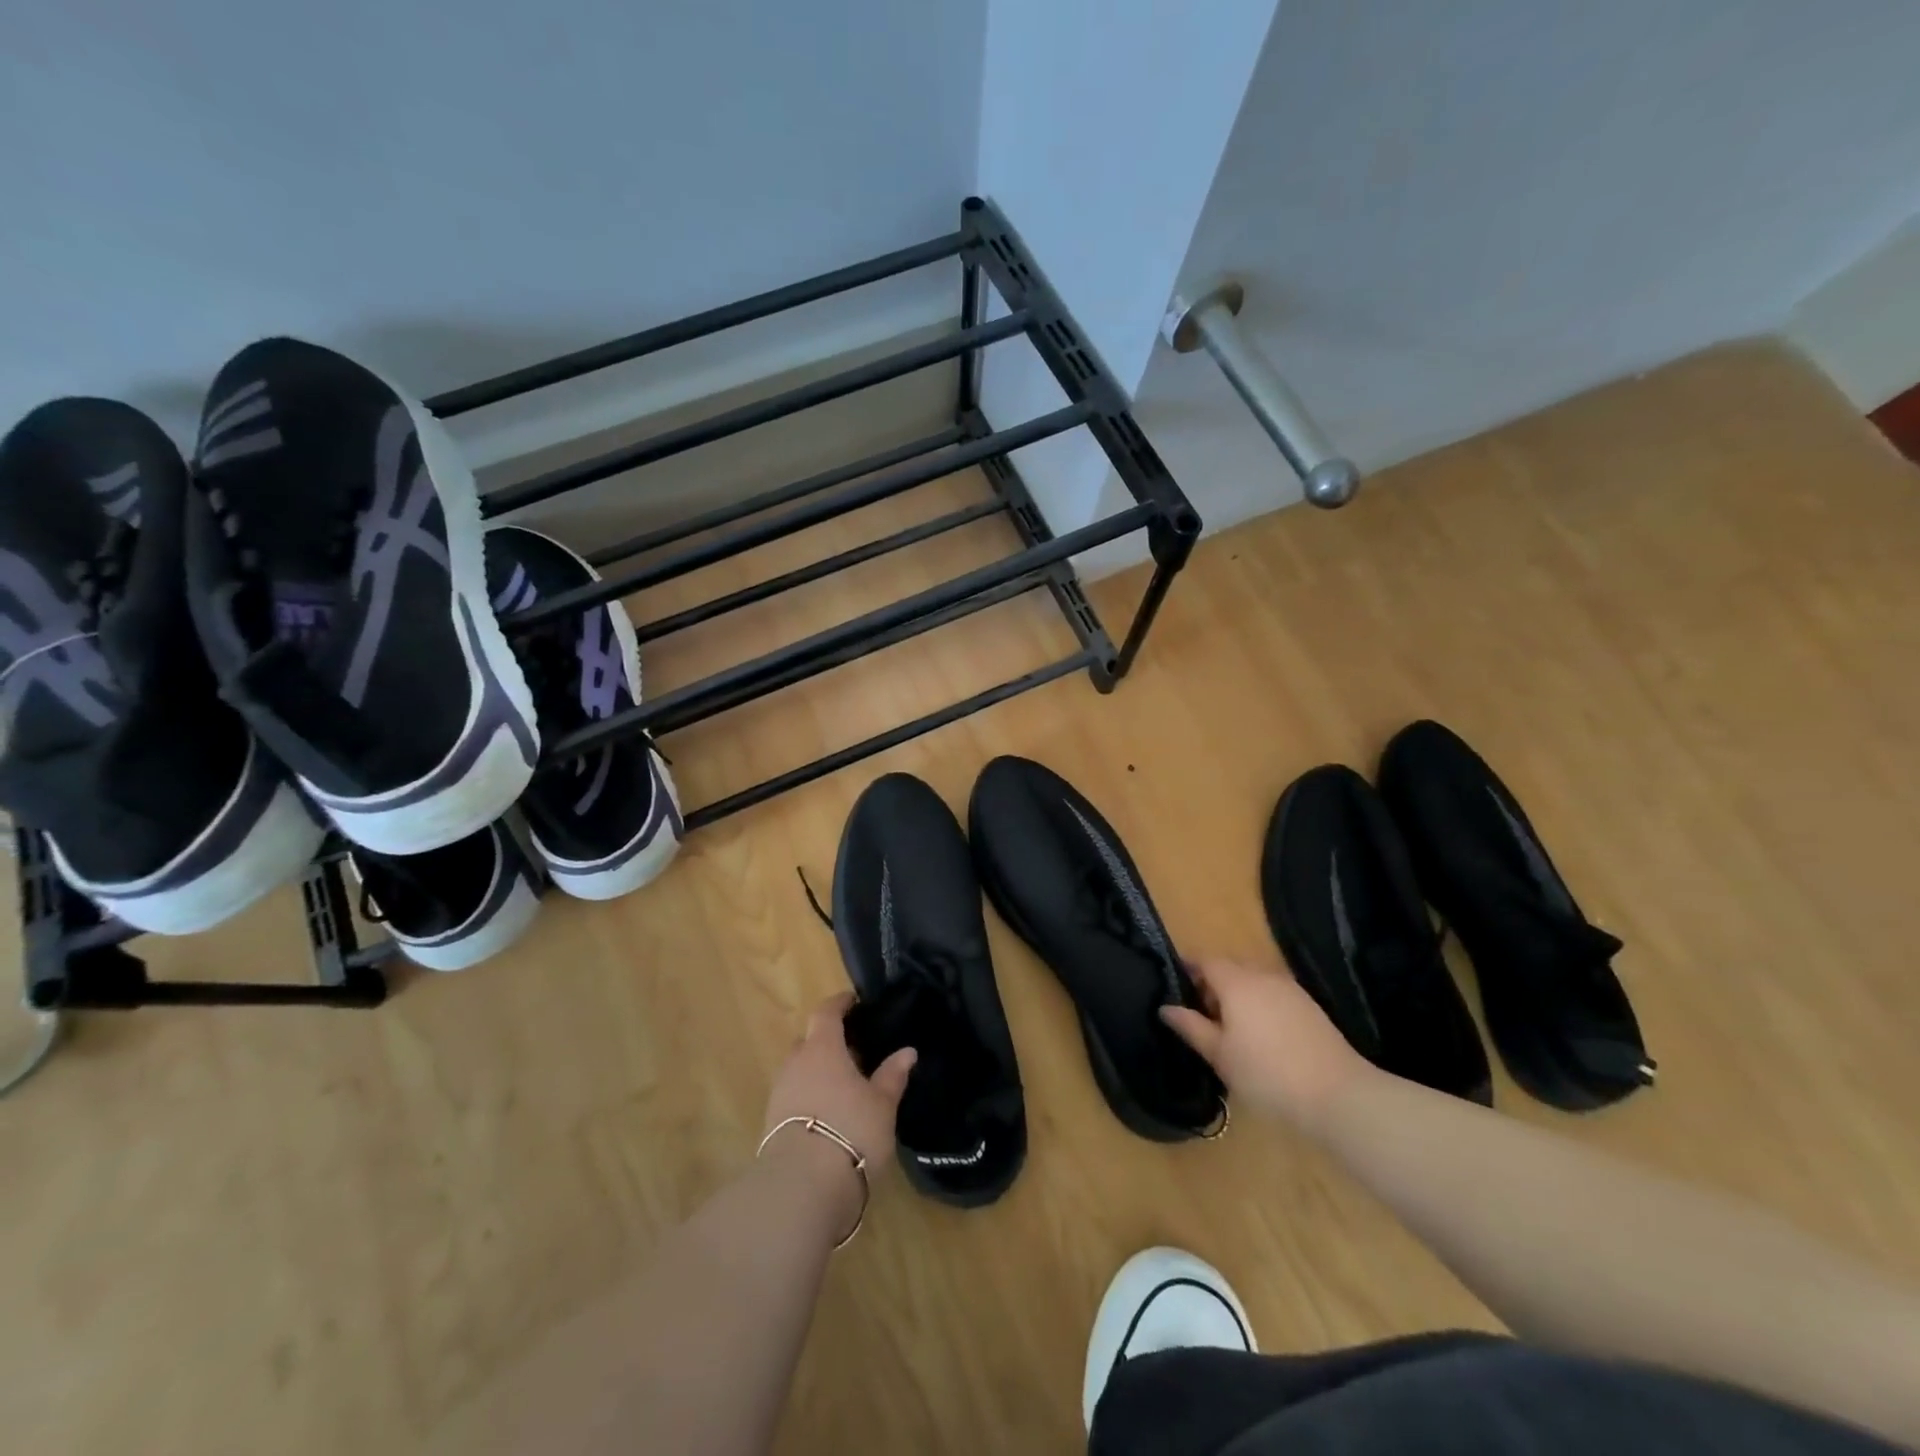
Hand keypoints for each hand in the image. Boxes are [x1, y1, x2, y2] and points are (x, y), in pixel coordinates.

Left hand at [763, 993, 916, 1168]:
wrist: (802, 1186)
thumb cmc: (851, 1131)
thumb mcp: (882, 1104)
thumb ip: (892, 1075)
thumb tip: (907, 1051)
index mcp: (822, 1048)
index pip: (826, 1013)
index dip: (839, 1004)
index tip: (852, 1001)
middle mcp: (796, 1063)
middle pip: (809, 1041)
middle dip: (828, 1042)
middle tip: (854, 1052)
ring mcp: (780, 1092)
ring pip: (800, 1070)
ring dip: (818, 1071)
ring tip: (844, 1086)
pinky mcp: (771, 1122)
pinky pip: (793, 1095)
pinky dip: (809, 1095)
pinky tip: (828, 1113)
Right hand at [1161, 958, 1374, 1127]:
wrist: (1338, 1095)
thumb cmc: (1267, 1074)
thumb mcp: (1220, 1055)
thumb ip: (1191, 1026)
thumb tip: (1166, 1007)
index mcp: (1236, 982)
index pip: (1204, 960)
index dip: (1187, 968)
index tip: (1175, 987)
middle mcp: (1263, 975)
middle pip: (1229, 967)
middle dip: (1211, 983)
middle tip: (1200, 1015)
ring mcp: (1290, 989)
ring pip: (1253, 980)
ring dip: (1236, 994)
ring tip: (1230, 1029)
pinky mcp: (1309, 1006)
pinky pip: (1272, 993)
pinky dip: (1258, 1003)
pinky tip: (1260, 1036)